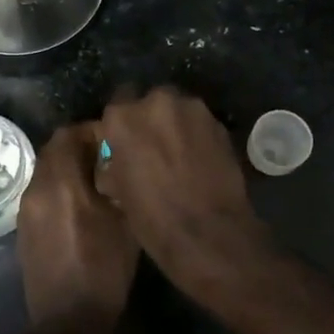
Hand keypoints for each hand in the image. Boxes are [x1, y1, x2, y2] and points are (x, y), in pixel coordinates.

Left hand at [16, 122, 139, 333]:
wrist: (67, 320)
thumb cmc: (104, 269)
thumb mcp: (125, 222)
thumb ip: (119, 183)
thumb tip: (119, 161)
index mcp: (61, 182)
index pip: (68, 134)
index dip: (92, 131)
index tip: (116, 141)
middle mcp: (37, 188)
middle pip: (53, 150)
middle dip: (79, 148)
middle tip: (108, 160)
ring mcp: (26, 209)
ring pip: (46, 171)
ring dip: (68, 168)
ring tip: (97, 183)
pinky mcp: (23, 228)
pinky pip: (41, 193)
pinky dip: (58, 189)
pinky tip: (81, 207)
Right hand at [95, 87, 268, 292]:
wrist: (208, 233)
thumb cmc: (151, 218)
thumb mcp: (116, 190)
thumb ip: (113, 161)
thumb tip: (116, 158)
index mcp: (122, 117)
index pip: (117, 103)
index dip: (121, 122)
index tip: (124, 138)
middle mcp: (156, 102)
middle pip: (151, 101)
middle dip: (152, 118)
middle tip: (153, 146)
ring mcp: (193, 110)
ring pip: (179, 110)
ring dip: (177, 125)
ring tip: (179, 154)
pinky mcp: (220, 124)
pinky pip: (201, 123)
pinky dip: (198, 136)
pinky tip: (199, 160)